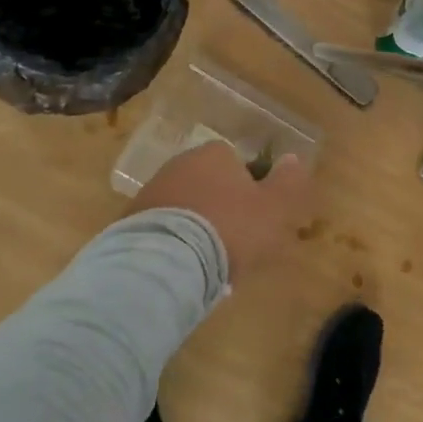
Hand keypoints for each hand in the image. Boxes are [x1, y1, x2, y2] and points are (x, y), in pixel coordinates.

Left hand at [130, 141, 310, 281]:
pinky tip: (182, 267)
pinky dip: (173, 243)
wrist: (166, 261)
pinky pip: (162, 229)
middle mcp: (180, 164)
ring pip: (184, 207)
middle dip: (220, 207)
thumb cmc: (229, 228)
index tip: (256, 219)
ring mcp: (151, 191)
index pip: (237, 163)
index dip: (249, 190)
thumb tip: (293, 158)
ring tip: (207, 262)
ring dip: (195, 226)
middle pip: (209, 184)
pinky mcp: (129, 222)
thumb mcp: (273, 208)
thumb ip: (287, 182)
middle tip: (234, 243)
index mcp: (215, 154)